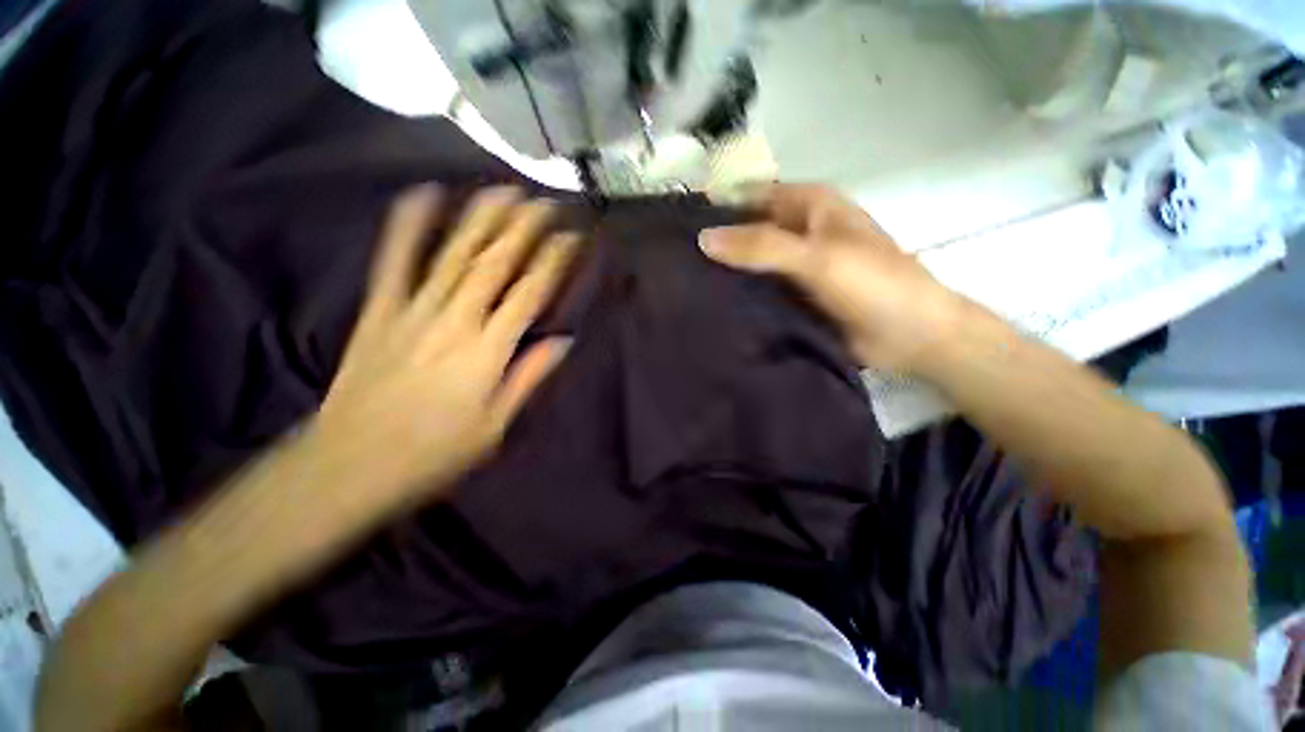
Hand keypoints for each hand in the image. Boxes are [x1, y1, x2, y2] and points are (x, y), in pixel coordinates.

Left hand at [312, 184, 579, 507]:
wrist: (350, 463)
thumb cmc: (434, 451)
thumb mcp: (495, 424)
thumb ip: (529, 376)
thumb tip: (564, 341)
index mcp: (488, 350)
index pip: (529, 294)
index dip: (552, 262)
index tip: (570, 237)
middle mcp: (455, 320)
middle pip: (495, 264)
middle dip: (523, 229)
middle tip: (543, 201)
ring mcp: (413, 310)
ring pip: (453, 254)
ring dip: (481, 219)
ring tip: (502, 191)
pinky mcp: (379, 310)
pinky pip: (395, 261)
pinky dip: (408, 225)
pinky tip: (424, 194)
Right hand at [699, 183, 961, 373]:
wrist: (912, 336)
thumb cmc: (872, 284)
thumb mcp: (816, 258)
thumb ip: (761, 247)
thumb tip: (702, 238)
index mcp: (808, 206)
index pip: (750, 196)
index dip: (716, 206)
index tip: (674, 227)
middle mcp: (798, 232)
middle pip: (747, 231)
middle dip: (716, 245)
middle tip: (671, 264)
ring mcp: (794, 268)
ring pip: (751, 265)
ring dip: (725, 274)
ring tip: (681, 288)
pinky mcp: (793, 298)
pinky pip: (759, 292)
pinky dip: (739, 298)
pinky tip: (709, 309)